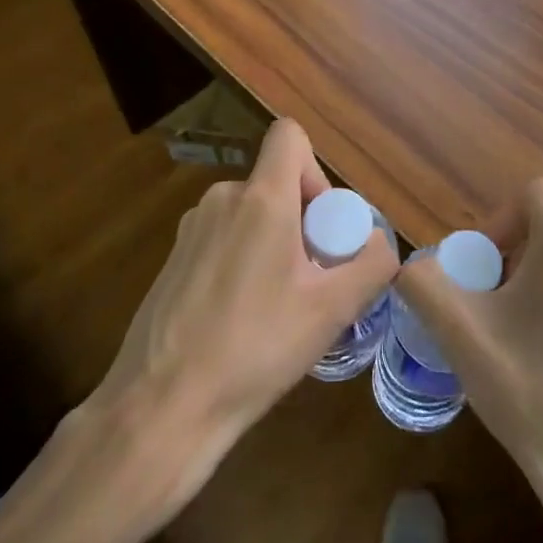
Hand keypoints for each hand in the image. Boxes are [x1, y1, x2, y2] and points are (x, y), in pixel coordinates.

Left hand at [87, 119, 397, 499]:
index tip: (322, 224)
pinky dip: (242, 262)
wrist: (163, 407)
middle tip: (310, 280)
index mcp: (261, 199)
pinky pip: (222, 240)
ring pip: (249, 214)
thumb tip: (379, 242)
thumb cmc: (255, 348)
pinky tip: (241, 320)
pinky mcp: (172, 260)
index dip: (315, 169)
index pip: (289, 135)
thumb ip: (372, 264)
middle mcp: (221, 200)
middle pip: (275, 183)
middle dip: (302, 221)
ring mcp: (190, 230)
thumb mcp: (333, 310)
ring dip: (273, 244)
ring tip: (277, 307)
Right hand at [395, 179, 542, 506]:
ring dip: (534, 279)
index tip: (480, 270)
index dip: (498, 221)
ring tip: (514, 333)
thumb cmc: (532, 392)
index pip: (532, 194)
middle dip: (510, 254)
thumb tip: (409, 268)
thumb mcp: (461, 336)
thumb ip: (423, 286)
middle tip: (486, 305)